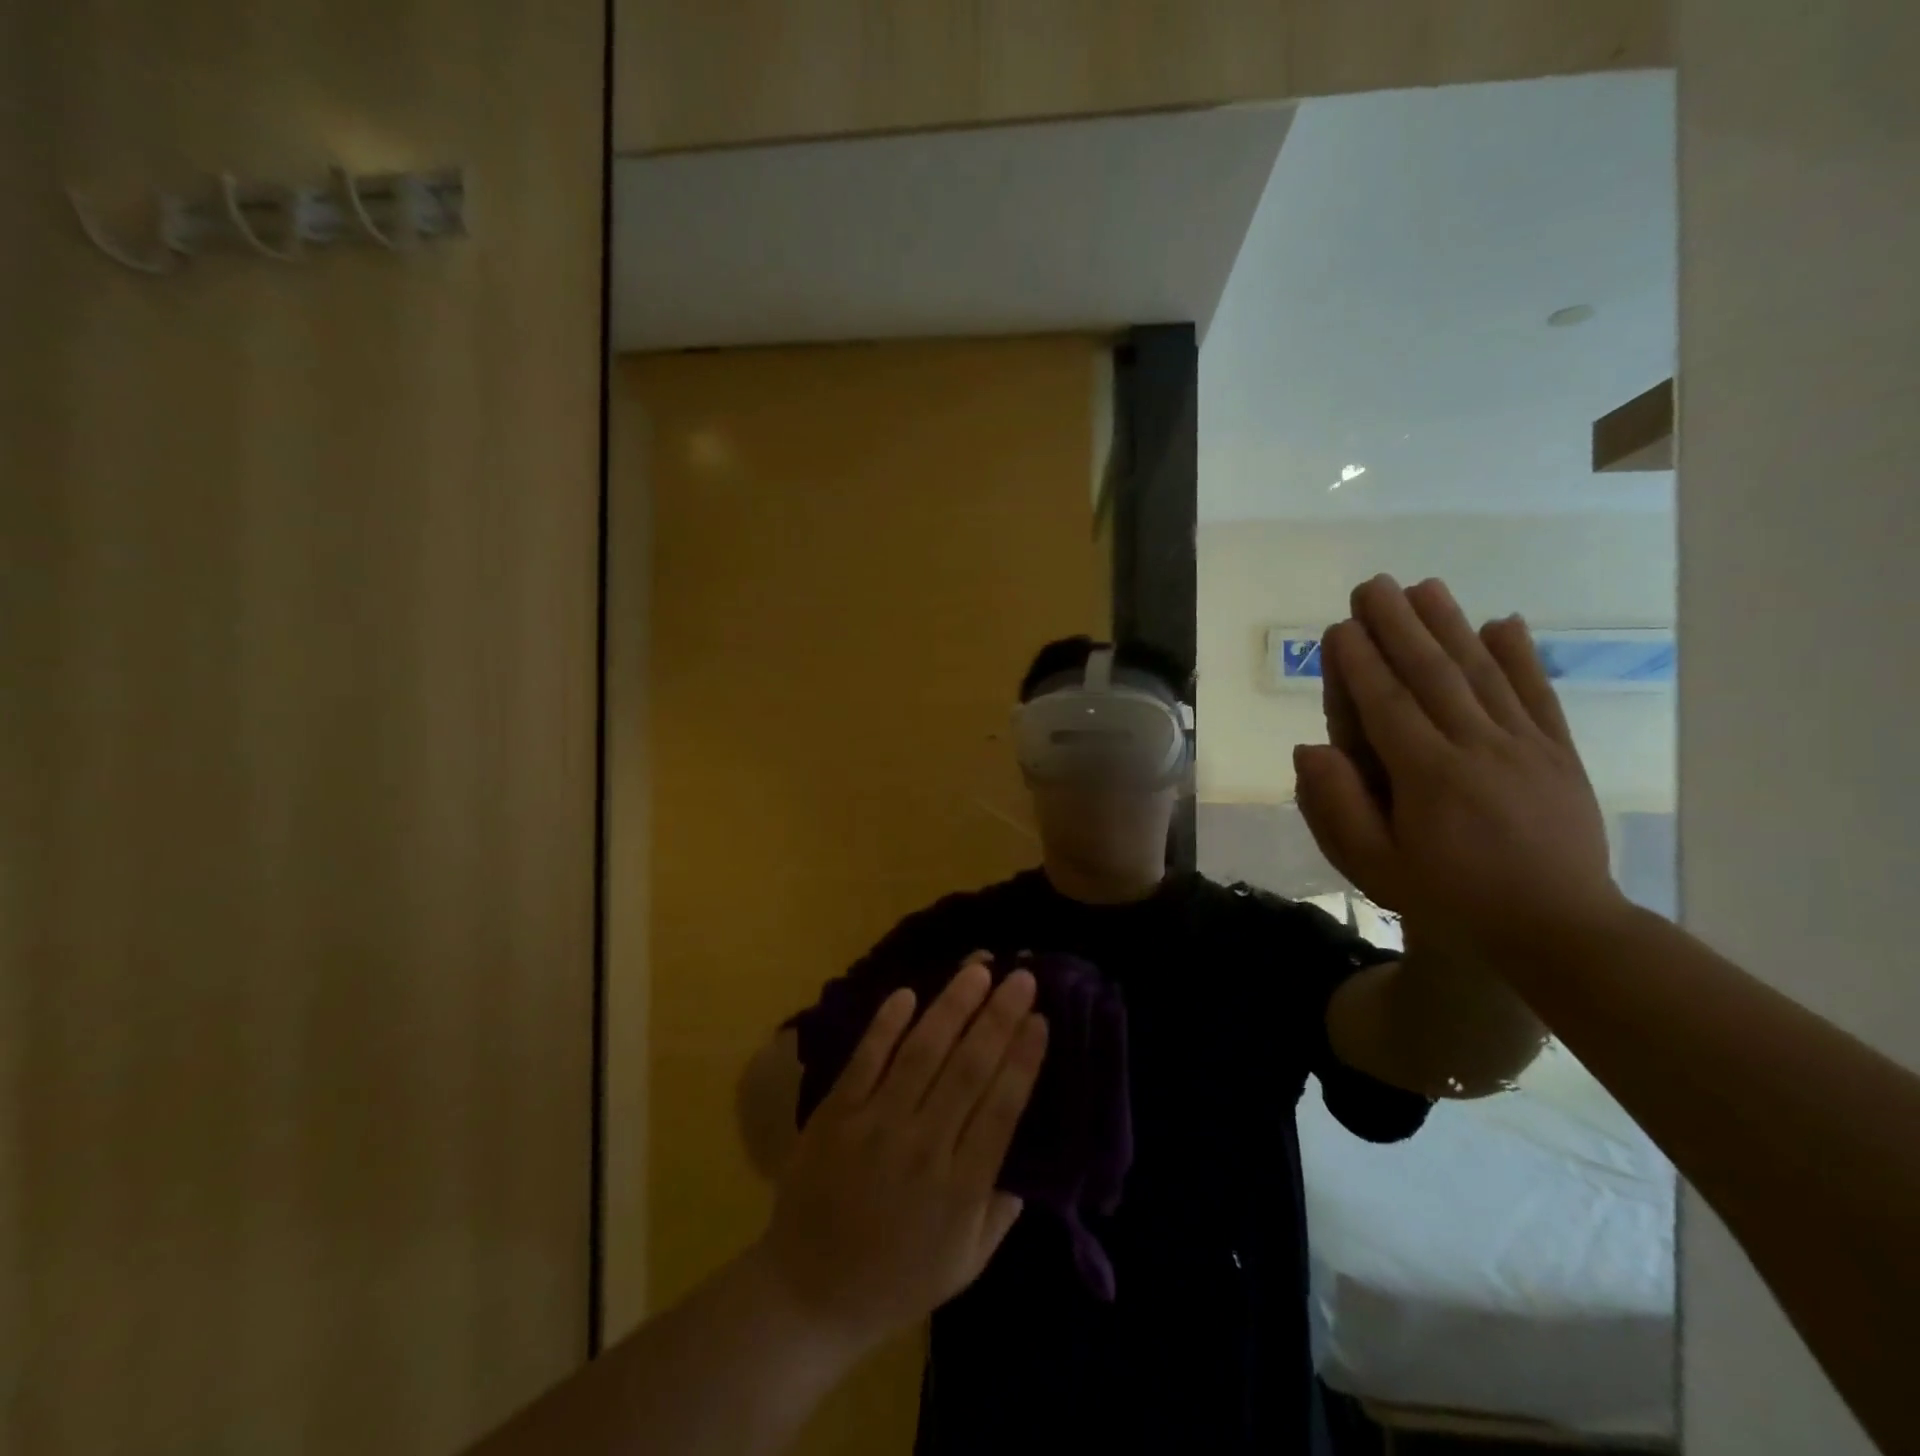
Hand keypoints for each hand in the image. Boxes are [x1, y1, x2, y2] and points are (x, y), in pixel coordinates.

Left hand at [754, 959, 1047, 1360]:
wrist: (808, 1295)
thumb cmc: (897, 1280)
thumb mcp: (967, 1263)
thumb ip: (1002, 1207)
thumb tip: (1030, 1153)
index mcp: (961, 1187)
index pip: (1002, 1107)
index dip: (1024, 1058)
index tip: (1040, 1018)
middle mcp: (923, 1148)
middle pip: (969, 1068)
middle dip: (999, 1016)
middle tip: (1021, 975)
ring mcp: (875, 1126)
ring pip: (922, 1052)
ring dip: (952, 1006)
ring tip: (977, 968)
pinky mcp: (836, 1114)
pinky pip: (865, 1059)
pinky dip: (885, 1024)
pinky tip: (907, 992)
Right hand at [1295, 576, 1627, 962]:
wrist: (1559, 931)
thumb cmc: (1451, 900)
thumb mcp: (1376, 868)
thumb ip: (1338, 807)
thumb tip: (1309, 749)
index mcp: (1428, 776)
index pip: (1387, 705)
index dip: (1360, 663)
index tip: (1341, 626)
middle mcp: (1477, 748)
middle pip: (1433, 674)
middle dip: (1399, 625)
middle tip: (1374, 585)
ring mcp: (1525, 747)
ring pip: (1482, 673)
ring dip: (1451, 625)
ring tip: (1425, 587)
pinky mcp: (1558, 754)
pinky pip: (1536, 696)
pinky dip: (1521, 657)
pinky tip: (1504, 623)